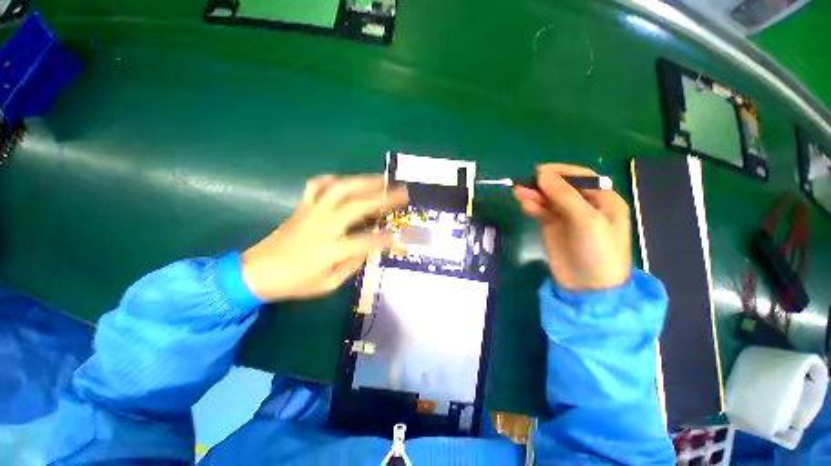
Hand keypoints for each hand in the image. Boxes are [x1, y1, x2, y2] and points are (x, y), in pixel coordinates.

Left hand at [241, 175, 407, 301]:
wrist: (256, 271)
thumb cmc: (294, 283)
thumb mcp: (328, 284)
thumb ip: (351, 265)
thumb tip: (368, 249)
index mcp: (330, 249)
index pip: (366, 241)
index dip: (386, 238)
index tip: (401, 235)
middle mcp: (323, 225)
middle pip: (359, 205)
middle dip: (384, 198)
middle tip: (402, 193)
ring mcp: (312, 212)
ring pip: (341, 188)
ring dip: (365, 182)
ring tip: (382, 180)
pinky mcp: (302, 206)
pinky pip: (317, 185)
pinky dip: (333, 180)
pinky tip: (346, 182)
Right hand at [513, 164, 630, 290]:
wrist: (587, 287)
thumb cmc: (597, 251)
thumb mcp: (587, 220)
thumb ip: (564, 195)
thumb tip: (541, 174)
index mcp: (603, 199)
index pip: (581, 177)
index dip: (561, 171)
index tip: (540, 171)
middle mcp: (585, 205)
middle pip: (561, 187)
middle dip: (543, 184)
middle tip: (524, 183)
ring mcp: (566, 216)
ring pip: (548, 198)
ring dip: (534, 194)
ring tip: (518, 193)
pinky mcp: (551, 226)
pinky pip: (541, 211)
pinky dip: (532, 206)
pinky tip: (524, 205)